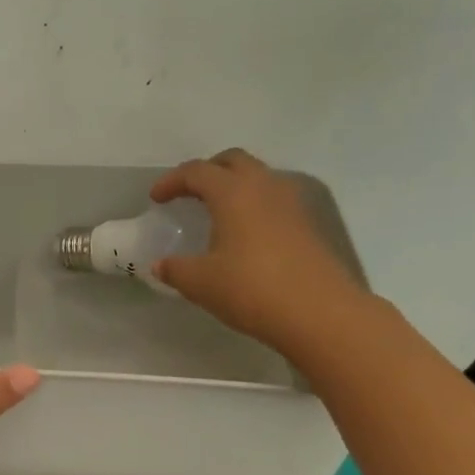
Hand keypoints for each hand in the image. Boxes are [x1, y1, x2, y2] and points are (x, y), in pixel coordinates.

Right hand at [150, 149, 368, 354]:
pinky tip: (244, 233)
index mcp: (233, 193)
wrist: (319, 313)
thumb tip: (160, 265)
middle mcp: (265, 187)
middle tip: (188, 193)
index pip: (197, 171)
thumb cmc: (251, 289)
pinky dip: (253, 205)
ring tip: (216, 211)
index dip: (172, 181)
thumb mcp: (200, 283)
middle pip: (233, 161)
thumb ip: (175, 269)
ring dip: (234, 185)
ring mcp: (292, 204)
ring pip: (258, 177)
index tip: (156, 199)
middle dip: (207, 171)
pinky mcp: (308, 224)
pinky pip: (274, 199)